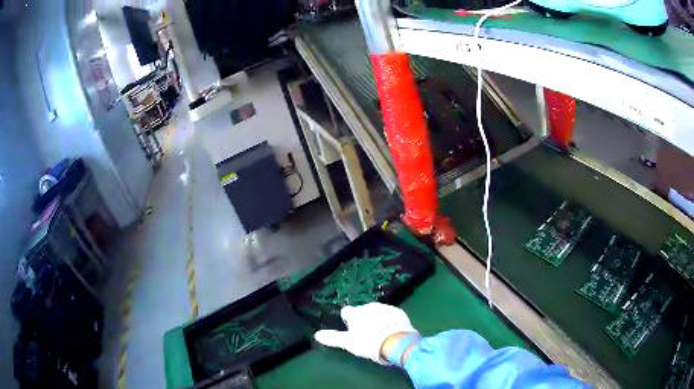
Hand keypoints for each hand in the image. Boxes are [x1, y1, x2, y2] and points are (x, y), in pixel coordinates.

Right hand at [314, 303, 417, 364]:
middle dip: (364, 319)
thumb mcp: (348, 342)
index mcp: (355, 313)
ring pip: (377, 311)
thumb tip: (316, 334)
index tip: (351, 329)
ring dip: (377, 318)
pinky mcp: (398, 312)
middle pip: (363, 311)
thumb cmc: (367, 342)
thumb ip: (332, 338)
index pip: (347, 312)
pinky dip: (389, 320)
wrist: (394, 340)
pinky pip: (391, 315)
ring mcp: (385, 308)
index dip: (348, 320)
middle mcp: (369, 306)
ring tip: (379, 333)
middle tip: (366, 333)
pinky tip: (391, 330)